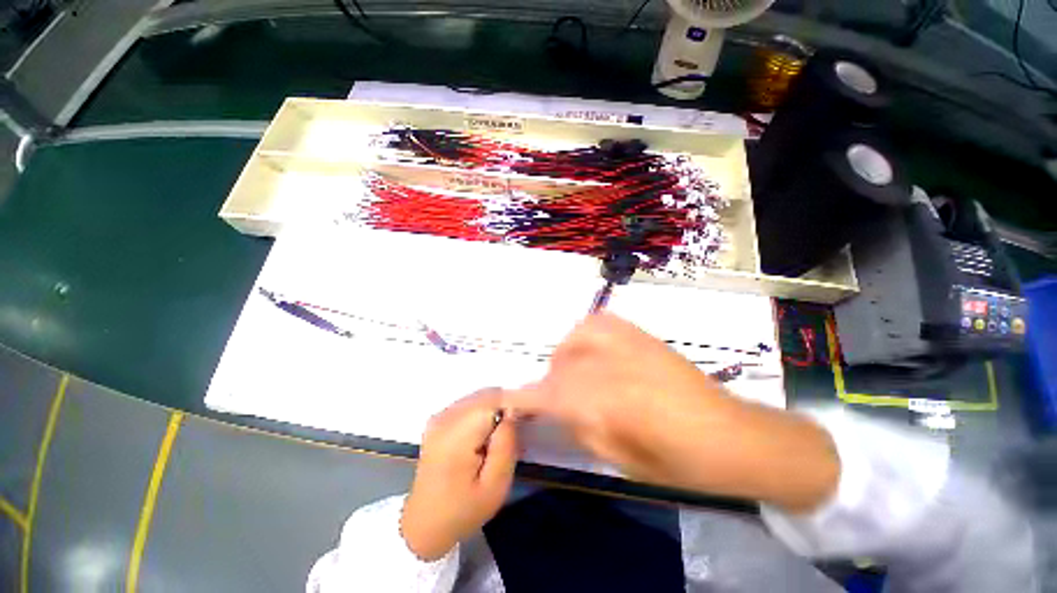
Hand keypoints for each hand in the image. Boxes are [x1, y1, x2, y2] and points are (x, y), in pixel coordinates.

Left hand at [401, 389, 516, 560]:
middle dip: (505, 406)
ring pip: (479, 396)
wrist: (424, 525)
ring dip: (495, 408)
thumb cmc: (462, 511)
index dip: (513, 405)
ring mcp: (439, 416)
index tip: (525, 421)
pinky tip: (485, 434)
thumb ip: (506, 445)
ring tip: (500, 434)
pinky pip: (469, 403)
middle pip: (486, 394)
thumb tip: (513, 412)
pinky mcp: (438, 419)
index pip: (493, 400)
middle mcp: (445, 417)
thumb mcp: (495, 486)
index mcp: (457, 434)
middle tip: (515, 430)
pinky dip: (483, 411)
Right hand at [507, 313, 838, 511]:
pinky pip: (601, 322)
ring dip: (566, 353)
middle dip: (549, 382)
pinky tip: (592, 350)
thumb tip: (556, 410)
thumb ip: (580, 427)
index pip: (549, 394)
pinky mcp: (642, 335)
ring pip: (579, 335)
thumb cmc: (678, 461)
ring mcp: (629, 343)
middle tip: (554, 400)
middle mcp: (613, 363)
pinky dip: (586, 333)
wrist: (731, 435)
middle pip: (562, 364)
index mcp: (607, 401)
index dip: (523, 398)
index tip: (508, 402)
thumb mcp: (620, 458)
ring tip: (573, 371)